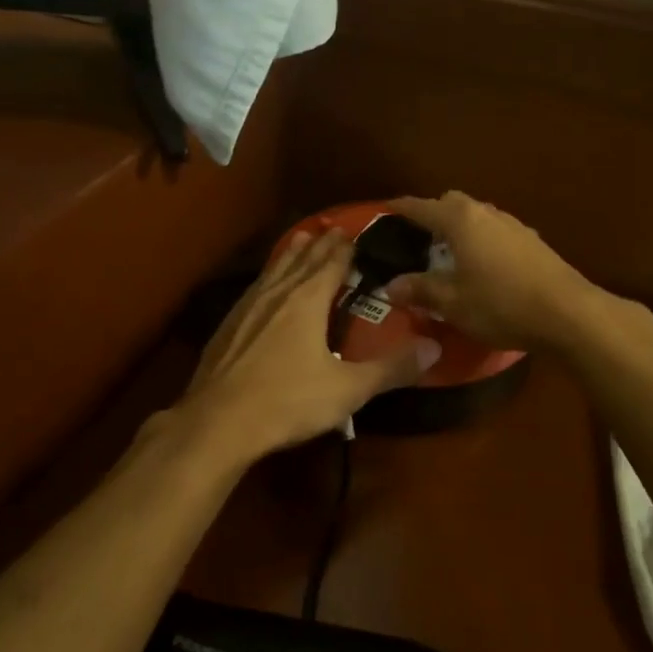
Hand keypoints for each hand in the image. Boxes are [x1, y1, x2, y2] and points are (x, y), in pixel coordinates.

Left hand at [178, 229, 438, 462]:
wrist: (217, 422)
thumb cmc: (288, 400)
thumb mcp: (348, 389)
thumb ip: (392, 368)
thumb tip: (435, 348)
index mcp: (307, 301)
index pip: (330, 264)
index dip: (343, 249)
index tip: (353, 233)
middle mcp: (276, 294)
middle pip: (301, 260)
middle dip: (319, 245)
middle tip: (332, 229)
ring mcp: (247, 307)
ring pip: (274, 270)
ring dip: (291, 254)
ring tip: (299, 240)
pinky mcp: (227, 325)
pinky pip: (255, 288)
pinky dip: (268, 276)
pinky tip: (264, 287)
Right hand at [384, 192, 599, 352]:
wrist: (568, 313)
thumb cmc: (501, 304)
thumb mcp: (453, 303)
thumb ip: (420, 290)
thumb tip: (390, 286)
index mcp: (461, 221)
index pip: (422, 207)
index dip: (401, 209)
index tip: (386, 209)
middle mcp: (487, 213)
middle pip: (453, 202)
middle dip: (434, 214)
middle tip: (419, 238)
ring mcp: (514, 225)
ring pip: (478, 215)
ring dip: (461, 228)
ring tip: (449, 253)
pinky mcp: (533, 241)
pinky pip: (496, 231)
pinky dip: (482, 240)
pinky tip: (483, 266)